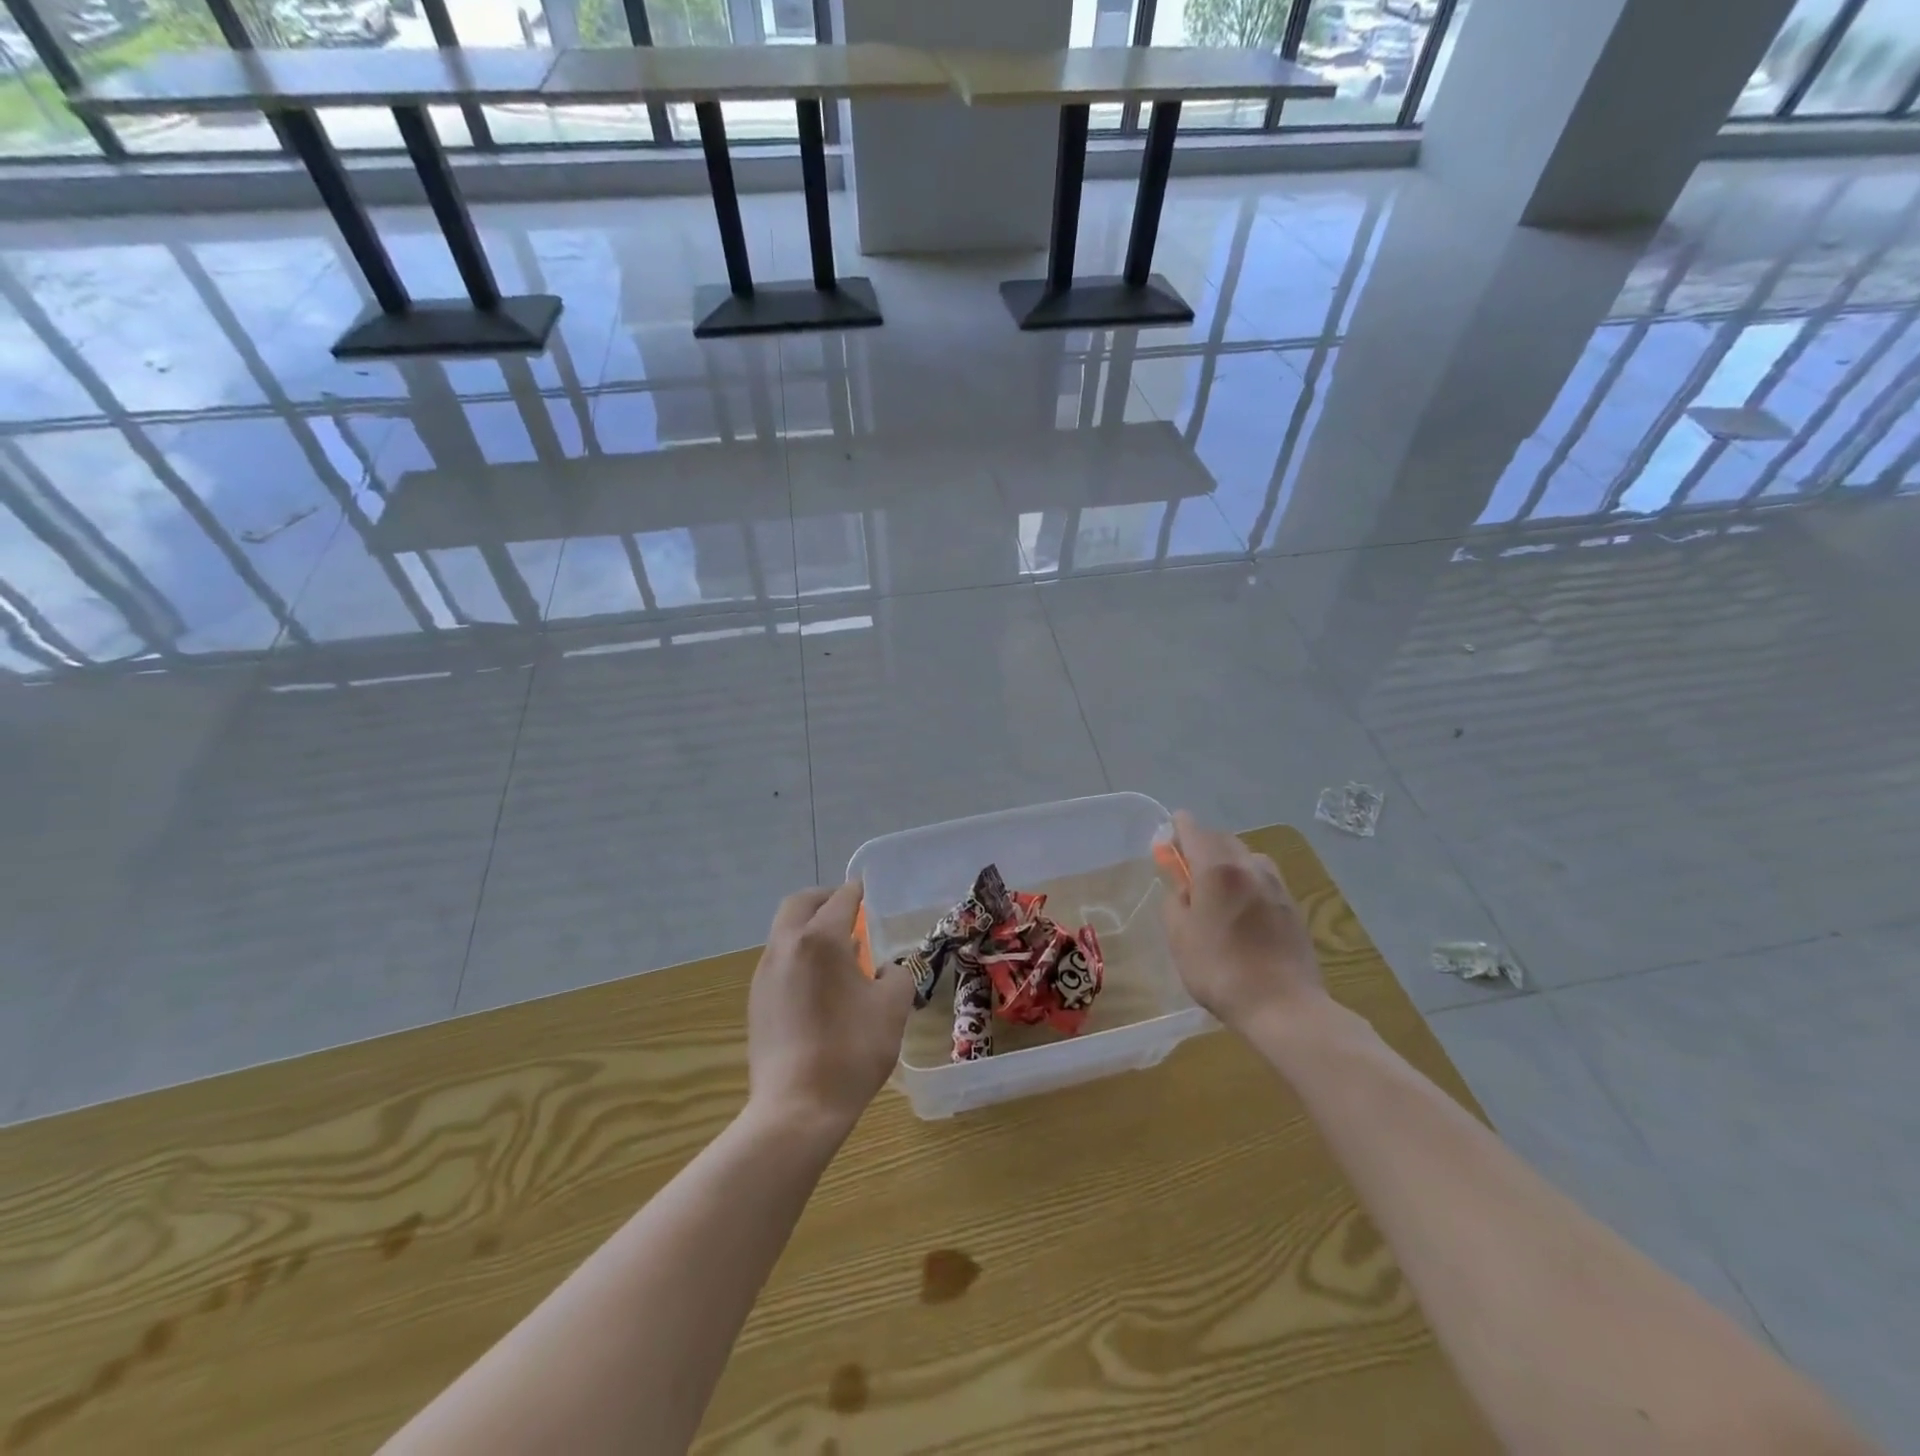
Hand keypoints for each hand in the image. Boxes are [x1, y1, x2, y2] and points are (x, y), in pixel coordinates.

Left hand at [747, 882, 914, 1133]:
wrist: (797, 1108)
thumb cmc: (852, 1050)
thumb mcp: (892, 1008)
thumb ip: (896, 975)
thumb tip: (883, 970)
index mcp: (820, 939)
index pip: (840, 900)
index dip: (855, 892)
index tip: (864, 890)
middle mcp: (786, 947)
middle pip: (799, 905)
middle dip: (823, 899)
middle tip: (846, 909)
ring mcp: (765, 975)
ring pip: (784, 932)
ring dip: (808, 928)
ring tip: (837, 948)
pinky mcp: (756, 1001)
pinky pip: (778, 960)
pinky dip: (798, 954)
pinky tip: (819, 982)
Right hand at [1161, 811, 1325, 1031]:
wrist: (1283, 1006)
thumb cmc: (1220, 970)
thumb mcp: (1179, 936)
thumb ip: (1175, 901)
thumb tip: (1182, 886)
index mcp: (1217, 869)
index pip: (1194, 829)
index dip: (1177, 828)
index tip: (1167, 840)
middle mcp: (1250, 867)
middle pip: (1223, 839)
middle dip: (1202, 845)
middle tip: (1186, 868)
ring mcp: (1276, 885)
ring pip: (1247, 856)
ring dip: (1228, 862)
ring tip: (1217, 889)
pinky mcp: (1293, 906)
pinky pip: (1264, 878)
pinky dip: (1248, 880)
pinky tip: (1242, 908)